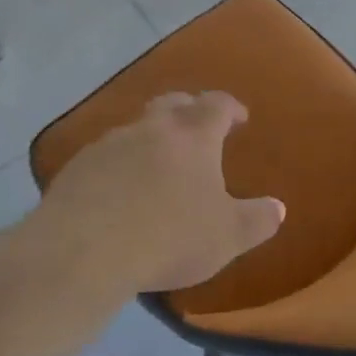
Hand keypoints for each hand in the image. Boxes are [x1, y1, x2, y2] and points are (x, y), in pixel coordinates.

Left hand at [37, 91, 285, 293]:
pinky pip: (107, 155)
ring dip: (152, 138)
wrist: (82, 252)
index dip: (230, 108)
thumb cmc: (168, 237)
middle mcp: (152, 128)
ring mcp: (110, 143)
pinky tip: (120, 190)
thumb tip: (278, 208)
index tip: (239, 117)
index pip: (217, 104)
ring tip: (159, 164)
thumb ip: (257, 220)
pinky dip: (121, 164)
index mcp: (193, 135)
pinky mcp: (78, 166)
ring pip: (138, 128)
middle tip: (199, 128)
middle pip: (174, 103)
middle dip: (189, 110)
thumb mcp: (227, 236)